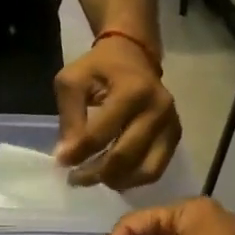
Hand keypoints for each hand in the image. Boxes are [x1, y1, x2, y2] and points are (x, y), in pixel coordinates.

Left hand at [54, 37, 180, 187]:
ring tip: (93, 178)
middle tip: (74, 178)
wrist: (133, 54)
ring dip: (115, 181)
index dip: (77, 154)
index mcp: (133, 91)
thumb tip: (67, 156)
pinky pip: (155, 169)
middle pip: (124, 157)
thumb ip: (70, 116)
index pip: (100, 134)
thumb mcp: (72, 81)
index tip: (60, 162)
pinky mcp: (174, 136)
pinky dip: (133, 179)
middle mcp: (158, 109)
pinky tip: (113, 176)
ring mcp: (170, 124)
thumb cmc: (98, 67)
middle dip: (95, 174)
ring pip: (144, 170)